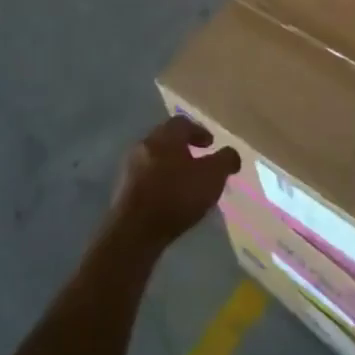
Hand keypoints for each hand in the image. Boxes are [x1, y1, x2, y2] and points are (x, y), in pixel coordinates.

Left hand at [108, 116, 240, 252]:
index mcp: (165, 136)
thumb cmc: (177, 196)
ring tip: (185, 184)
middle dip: (183, 148)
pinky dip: (158, 183)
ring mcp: (129, 168)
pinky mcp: (122, 191)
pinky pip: (145, 179)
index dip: (199, 131)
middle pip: (166, 139)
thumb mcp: (213, 176)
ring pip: (154, 159)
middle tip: (199, 161)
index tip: (210, 144)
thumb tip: (231, 154)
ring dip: (169, 167)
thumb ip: (225, 160)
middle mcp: (144, 144)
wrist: (134, 231)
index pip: (183, 123)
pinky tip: (169, 200)